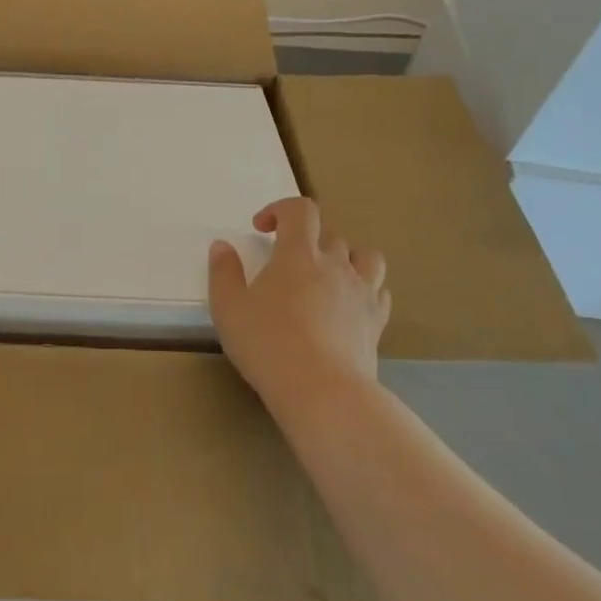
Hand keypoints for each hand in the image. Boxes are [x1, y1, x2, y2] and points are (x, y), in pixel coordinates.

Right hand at [208, 198, 390, 409]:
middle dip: (307, 241)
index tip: (262, 228)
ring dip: (345, 258)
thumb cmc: (267, 344)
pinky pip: (378, 291)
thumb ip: (223, 272)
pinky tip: (347, 306)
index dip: (280, 209)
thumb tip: (222, 246)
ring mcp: (362, 292)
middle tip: (285, 265)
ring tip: (326, 277)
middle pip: (330, 236)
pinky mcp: (377, 321)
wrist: (321, 390)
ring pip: (365, 257)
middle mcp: (335, 265)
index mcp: (298, 255)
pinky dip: (364, 289)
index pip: (300, 210)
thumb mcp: (228, 307)